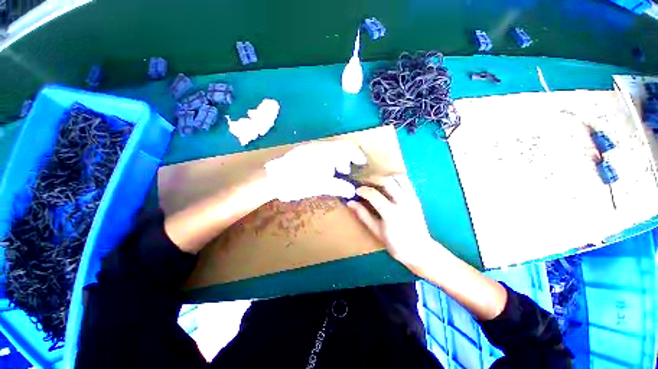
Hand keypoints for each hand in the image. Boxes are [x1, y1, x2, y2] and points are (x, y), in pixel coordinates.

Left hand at [265, 141, 366, 201]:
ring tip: (335, 171)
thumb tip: (352, 191)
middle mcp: (319, 146)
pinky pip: (321, 151)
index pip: (347, 147)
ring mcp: (310, 147)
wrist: (274, 179)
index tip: (362, 162)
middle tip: (346, 171)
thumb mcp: (320, 186)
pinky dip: (327, 159)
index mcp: (325, 153)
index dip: (357, 154)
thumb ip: (338, 187)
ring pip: (330, 149)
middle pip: (339, 147)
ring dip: (336, 158)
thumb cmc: (298, 183)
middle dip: (346, 158)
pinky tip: (323, 169)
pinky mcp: (303, 151)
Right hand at [347, 175, 437, 267]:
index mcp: (391, 214)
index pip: (374, 195)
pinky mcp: (416, 197)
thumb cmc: (395, 244)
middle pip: (387, 182)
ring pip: (398, 177)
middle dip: (373, 178)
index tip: (356, 190)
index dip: (363, 190)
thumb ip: (363, 215)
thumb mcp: (376, 231)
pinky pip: (406, 181)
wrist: (420, 249)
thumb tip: (350, 203)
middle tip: (365, 181)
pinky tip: (388, 181)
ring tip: (376, 180)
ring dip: (385, 176)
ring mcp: (412, 198)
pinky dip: (396, 178)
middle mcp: (403, 202)